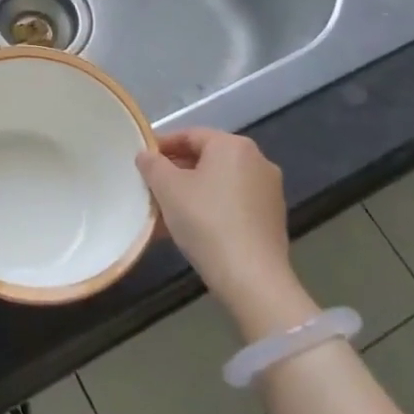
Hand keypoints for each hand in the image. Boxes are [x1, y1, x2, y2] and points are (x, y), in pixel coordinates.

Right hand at [137, 128, 317, 334]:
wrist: (252, 278)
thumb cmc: (206, 221)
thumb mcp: (168, 189)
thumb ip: (152, 165)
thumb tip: (146, 154)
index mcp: (233, 146)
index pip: (190, 135)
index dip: (162, 145)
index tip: (141, 160)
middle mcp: (257, 161)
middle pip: (206, 159)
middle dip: (175, 172)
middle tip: (150, 186)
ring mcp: (268, 191)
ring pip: (218, 184)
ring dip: (190, 193)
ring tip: (164, 212)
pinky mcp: (271, 218)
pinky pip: (232, 204)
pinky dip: (209, 209)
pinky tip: (188, 229)